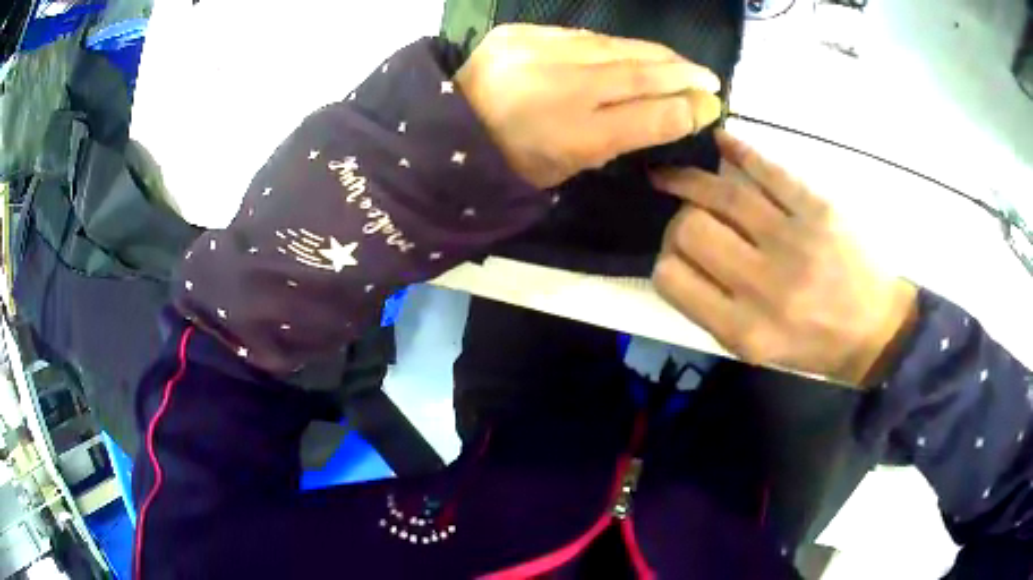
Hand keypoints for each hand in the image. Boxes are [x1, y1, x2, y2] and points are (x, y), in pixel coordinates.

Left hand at [455, 24, 723, 188]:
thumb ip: (631, 133)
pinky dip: (609, 45)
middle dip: (680, 73)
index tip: (713, 101)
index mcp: (570, 138)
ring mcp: (536, 54)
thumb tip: (684, 109)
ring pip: (613, 47)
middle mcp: (559, 90)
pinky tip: (627, 52)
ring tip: (676, 62)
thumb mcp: (575, 163)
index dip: (686, 106)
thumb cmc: (517, 157)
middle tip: (708, 76)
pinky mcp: (518, 34)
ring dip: (651, 54)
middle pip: (637, 73)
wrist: (450, 128)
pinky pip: (579, 36)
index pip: (648, 116)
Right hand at [651, 131, 917, 385]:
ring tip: (674, 172)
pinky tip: (720, 141)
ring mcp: (795, 242)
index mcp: (744, 330)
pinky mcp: (820, 209)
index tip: (676, 253)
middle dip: (679, 220)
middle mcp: (765, 287)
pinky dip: (739, 149)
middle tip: (689, 218)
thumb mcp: (756, 349)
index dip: (664, 259)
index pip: (670, 278)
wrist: (876, 329)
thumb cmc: (814, 344)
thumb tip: (676, 255)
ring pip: (722, 193)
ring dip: (690, 177)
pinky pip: (768, 169)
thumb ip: (712, 309)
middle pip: (690, 229)